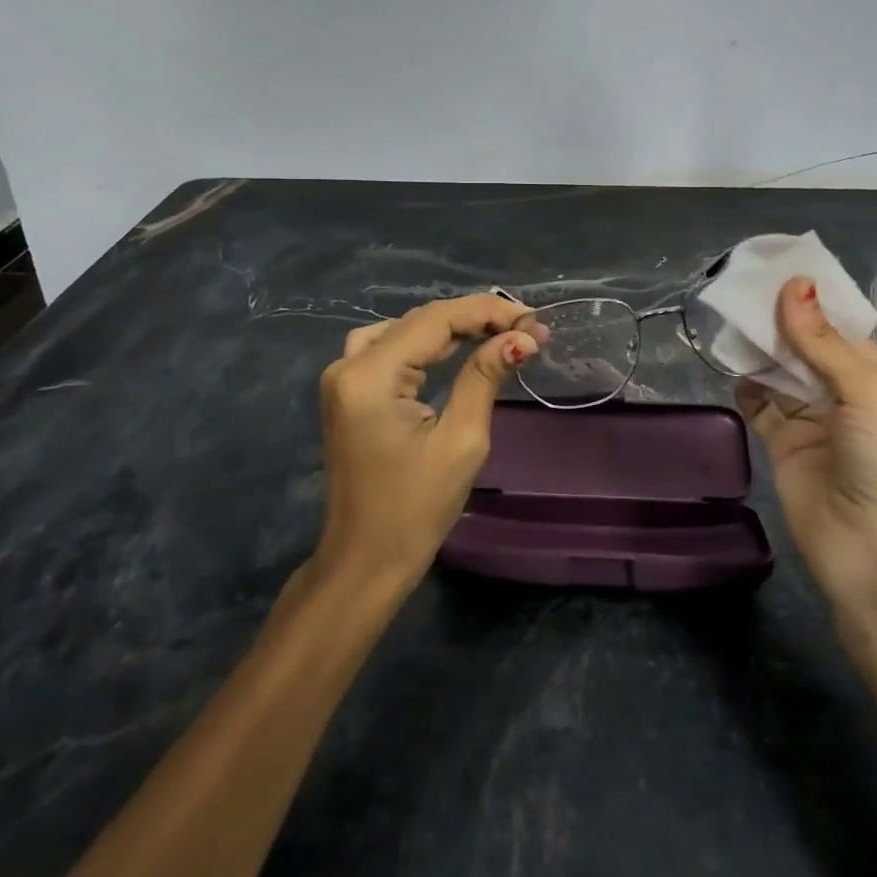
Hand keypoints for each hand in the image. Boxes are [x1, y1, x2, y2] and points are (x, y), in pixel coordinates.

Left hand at [314, 293, 537, 591]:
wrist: (364, 563)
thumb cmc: (415, 510)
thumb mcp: (460, 441)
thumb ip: (485, 377)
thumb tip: (522, 338)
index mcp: (371, 375)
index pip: (436, 320)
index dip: (488, 312)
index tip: (534, 321)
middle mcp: (348, 364)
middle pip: (420, 320)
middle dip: (475, 319)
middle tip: (526, 328)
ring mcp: (343, 377)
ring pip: (405, 329)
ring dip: (452, 326)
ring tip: (498, 332)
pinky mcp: (348, 392)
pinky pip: (390, 348)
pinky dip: (426, 342)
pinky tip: (455, 346)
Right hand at [736, 277, 876, 614]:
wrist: (869, 552)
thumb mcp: (865, 392)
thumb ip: (822, 341)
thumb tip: (794, 284)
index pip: (842, 327)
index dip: (813, 299)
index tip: (778, 268)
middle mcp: (844, 393)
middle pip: (806, 345)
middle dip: (780, 319)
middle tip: (743, 286)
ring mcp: (811, 418)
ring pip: (780, 370)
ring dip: (759, 347)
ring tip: (730, 315)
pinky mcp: (783, 442)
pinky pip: (759, 403)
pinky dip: (745, 383)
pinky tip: (729, 363)